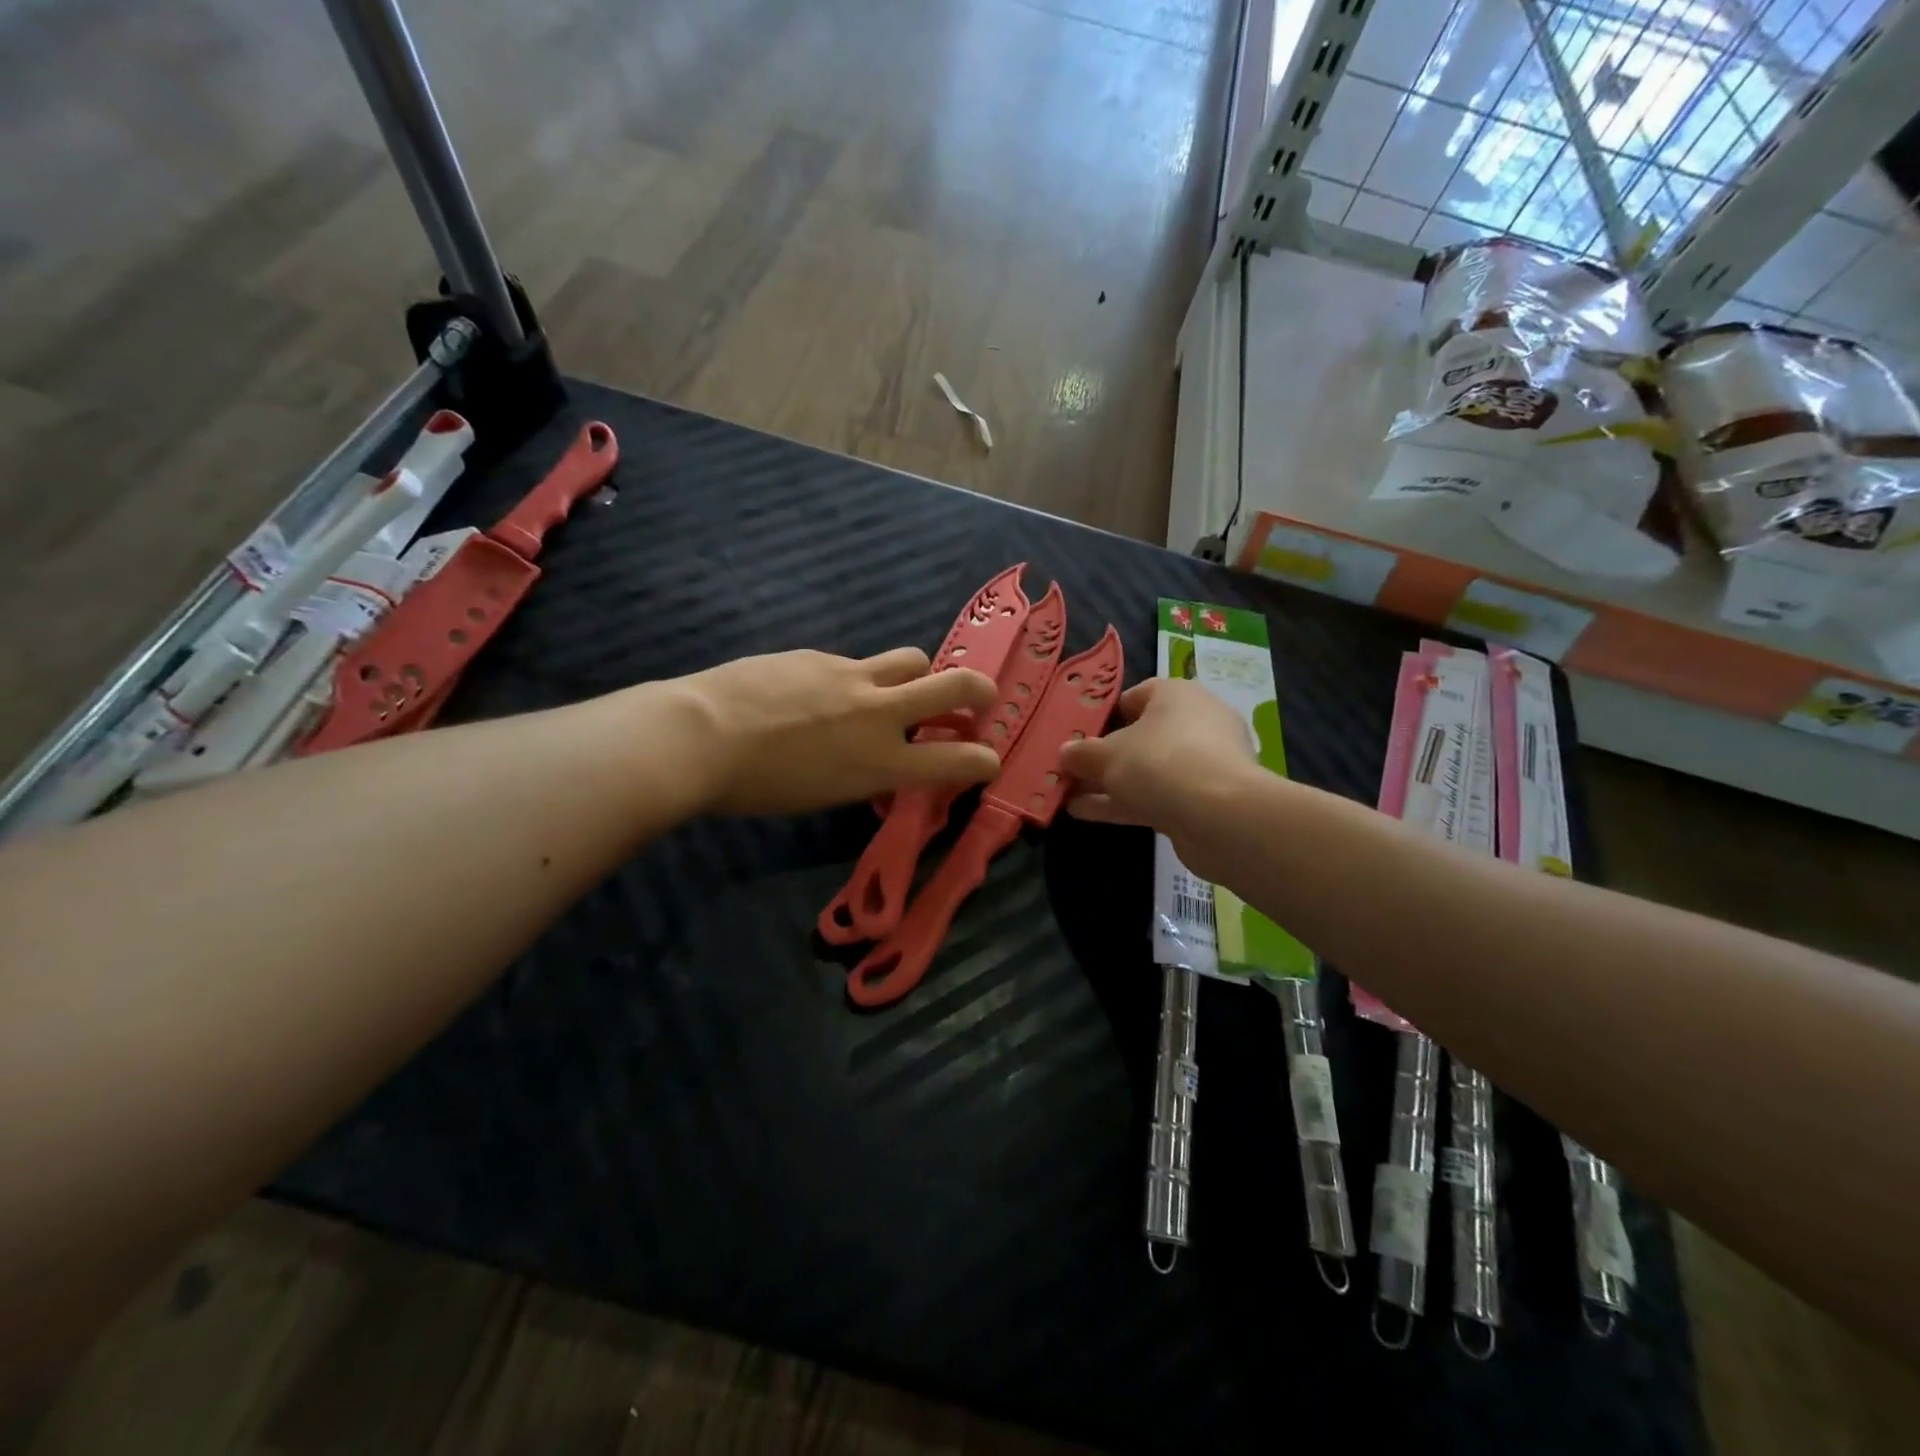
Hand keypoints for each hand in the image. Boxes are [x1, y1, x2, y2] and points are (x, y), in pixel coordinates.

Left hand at [680, 648, 1000, 815]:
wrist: (700, 734)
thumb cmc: (757, 787)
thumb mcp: (824, 795)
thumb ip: (865, 774)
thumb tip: (881, 764)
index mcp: (882, 762)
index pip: (957, 761)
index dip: (983, 760)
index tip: (989, 759)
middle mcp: (879, 714)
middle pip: (955, 684)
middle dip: (979, 690)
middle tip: (981, 698)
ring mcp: (851, 676)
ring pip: (910, 659)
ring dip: (919, 674)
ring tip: (900, 688)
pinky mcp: (820, 656)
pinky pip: (855, 663)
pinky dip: (856, 679)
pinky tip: (820, 693)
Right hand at [1058, 678, 1261, 862]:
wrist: (1220, 817)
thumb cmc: (1159, 763)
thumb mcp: (1108, 755)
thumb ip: (1082, 754)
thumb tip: (1064, 753)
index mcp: (1176, 695)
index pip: (1136, 696)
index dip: (1105, 714)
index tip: (1078, 733)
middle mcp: (1194, 723)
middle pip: (1141, 736)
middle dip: (1104, 755)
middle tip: (1070, 768)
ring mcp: (1203, 764)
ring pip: (1147, 770)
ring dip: (1109, 783)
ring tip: (1067, 793)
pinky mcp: (1203, 800)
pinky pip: (1155, 796)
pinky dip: (1124, 803)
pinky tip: (1085, 814)